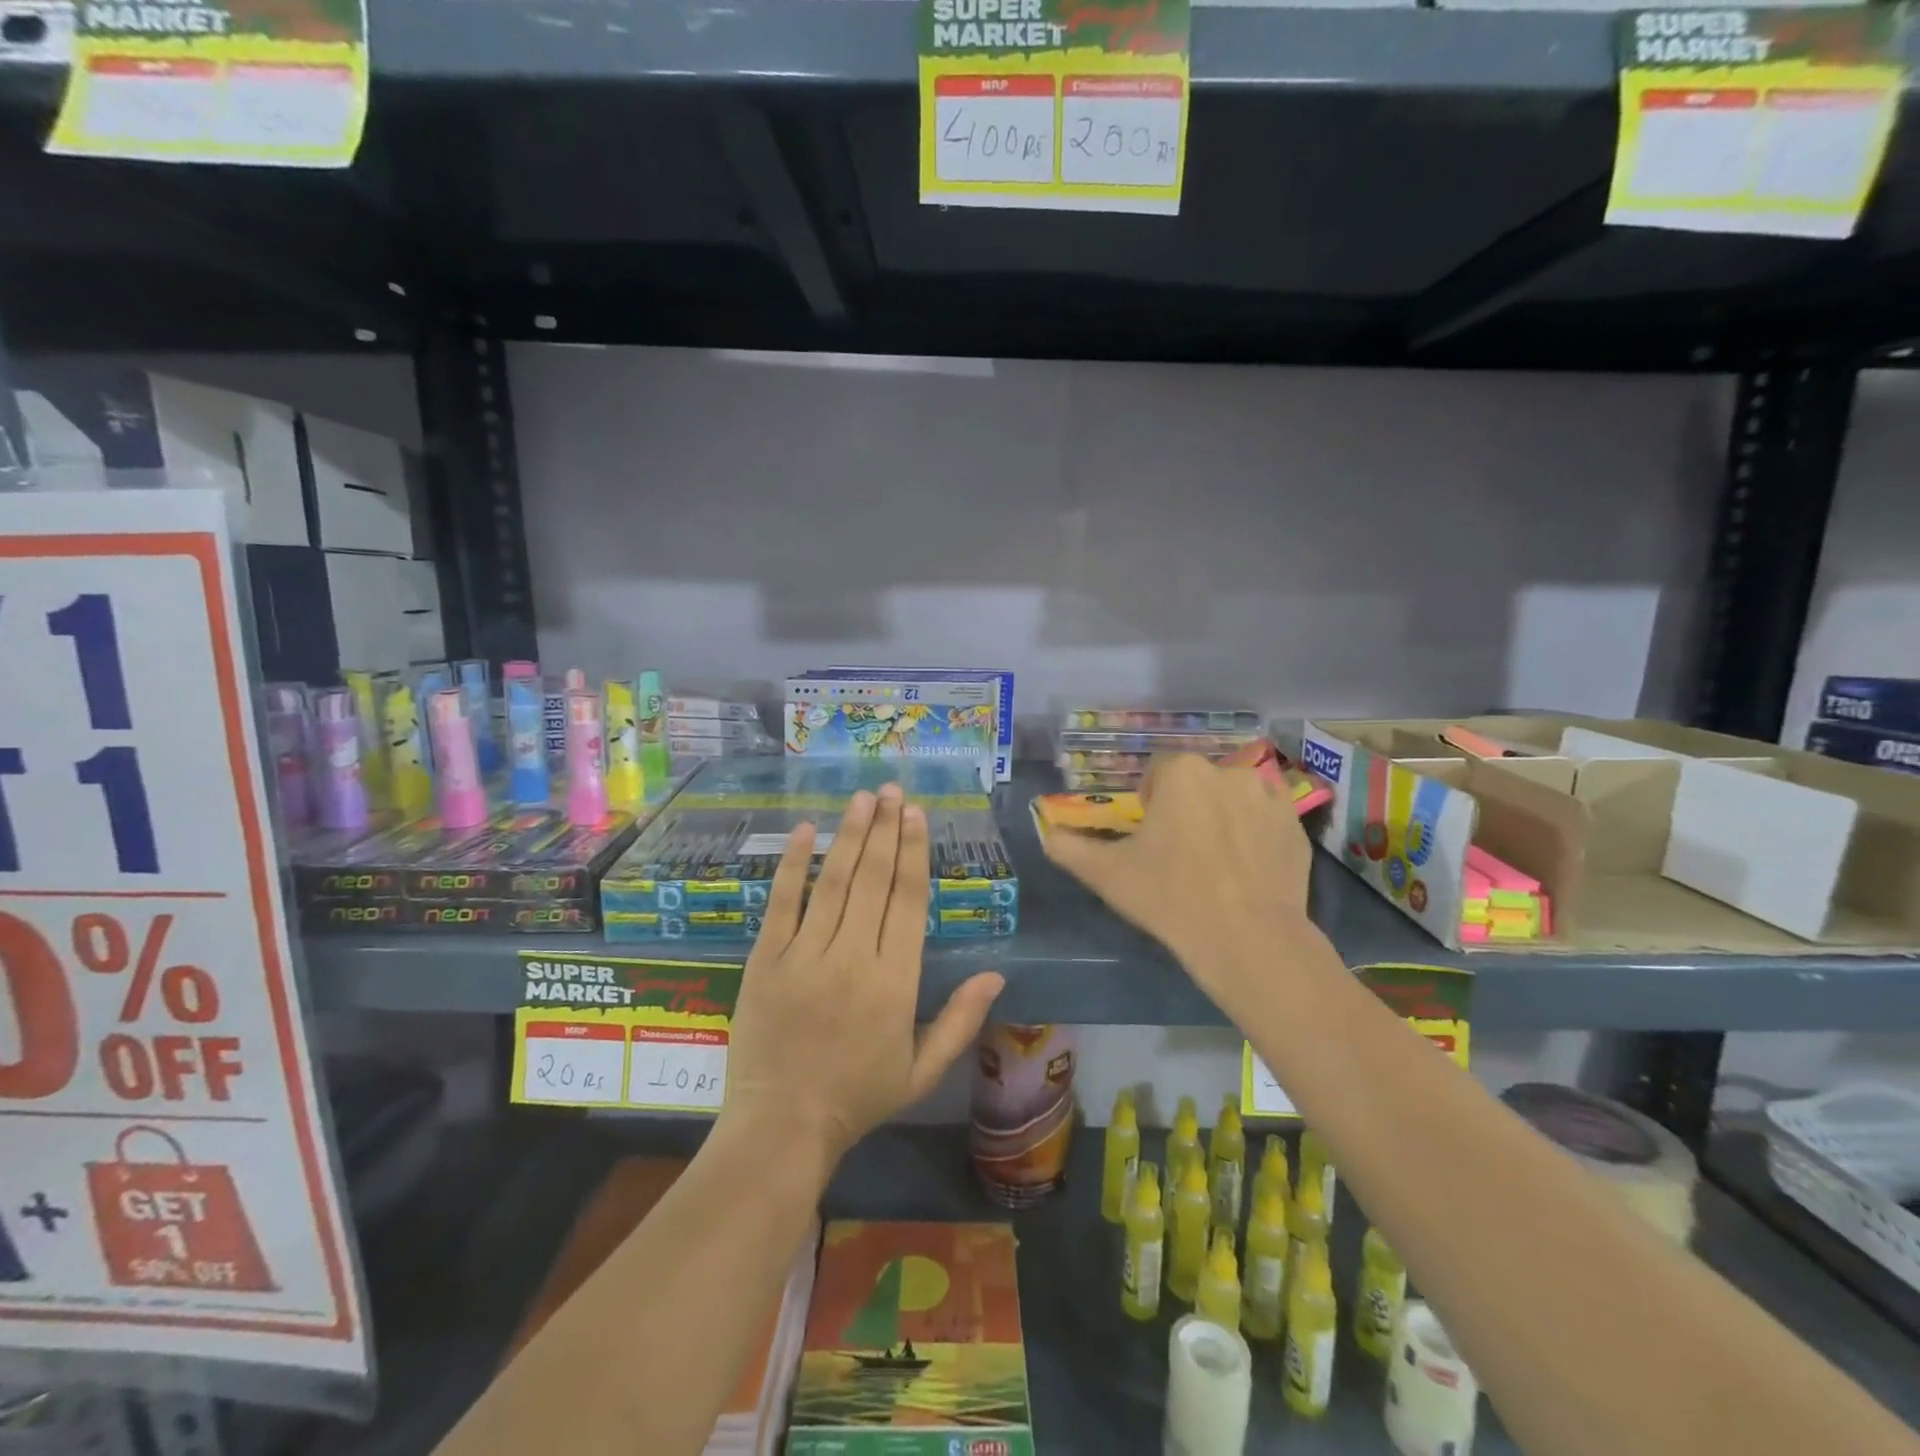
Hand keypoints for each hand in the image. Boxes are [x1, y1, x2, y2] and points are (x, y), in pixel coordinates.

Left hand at [723, 783, 1003, 1166]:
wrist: (782, 1127)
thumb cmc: (858, 1098)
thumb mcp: (922, 1069)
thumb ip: (961, 1020)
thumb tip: (997, 974)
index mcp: (894, 982)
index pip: (908, 901)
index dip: (914, 853)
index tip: (917, 815)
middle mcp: (852, 958)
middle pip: (873, 880)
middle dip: (885, 829)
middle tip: (892, 790)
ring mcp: (804, 956)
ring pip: (832, 882)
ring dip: (850, 835)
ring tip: (862, 798)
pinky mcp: (765, 960)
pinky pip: (781, 903)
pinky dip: (793, 864)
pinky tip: (806, 829)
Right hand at [1043, 753, 1317, 1022]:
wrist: (1248, 939)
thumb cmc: (1169, 896)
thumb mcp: (1106, 874)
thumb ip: (1068, 847)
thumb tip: (1047, 833)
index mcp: (1181, 772)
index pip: (1157, 772)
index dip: (1149, 803)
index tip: (1149, 838)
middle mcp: (1228, 771)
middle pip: (1196, 782)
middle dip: (1186, 807)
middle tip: (1179, 853)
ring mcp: (1269, 796)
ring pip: (1232, 798)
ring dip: (1221, 816)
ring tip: (1216, 863)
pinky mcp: (1296, 826)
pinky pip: (1265, 820)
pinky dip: (1254, 835)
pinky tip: (1246, 871)